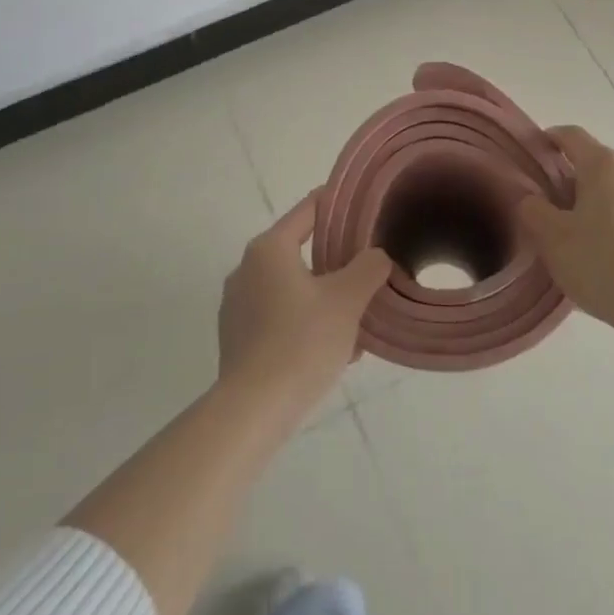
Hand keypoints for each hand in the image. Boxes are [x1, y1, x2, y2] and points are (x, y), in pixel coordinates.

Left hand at [217, 190, 392, 416]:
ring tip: (358, 319)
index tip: (365, 207)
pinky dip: (306, 322)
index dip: (338, 204)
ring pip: (292, 287)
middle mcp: (246, 269)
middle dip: (336, 261)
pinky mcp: (237, 338)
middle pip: (301, 250)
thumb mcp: (347, 299)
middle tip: (369, 270)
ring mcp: (237, 305)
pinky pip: (280, 317)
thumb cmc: (302, 342)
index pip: (309, 210)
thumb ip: (368, 268)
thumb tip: (376, 257)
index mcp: (269, 249)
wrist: (254, 410)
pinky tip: (334, 349)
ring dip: (324, 297)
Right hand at [517, 125, 613, 342]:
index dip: (550, 138)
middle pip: (596, 164)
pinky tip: (611, 255)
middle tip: (552, 209)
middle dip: (573, 180)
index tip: (535, 151)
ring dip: (599, 203)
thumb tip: (532, 199)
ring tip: (583, 238)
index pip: (572, 136)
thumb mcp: (551, 238)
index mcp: (604, 165)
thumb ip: (533, 210)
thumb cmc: (601, 263)